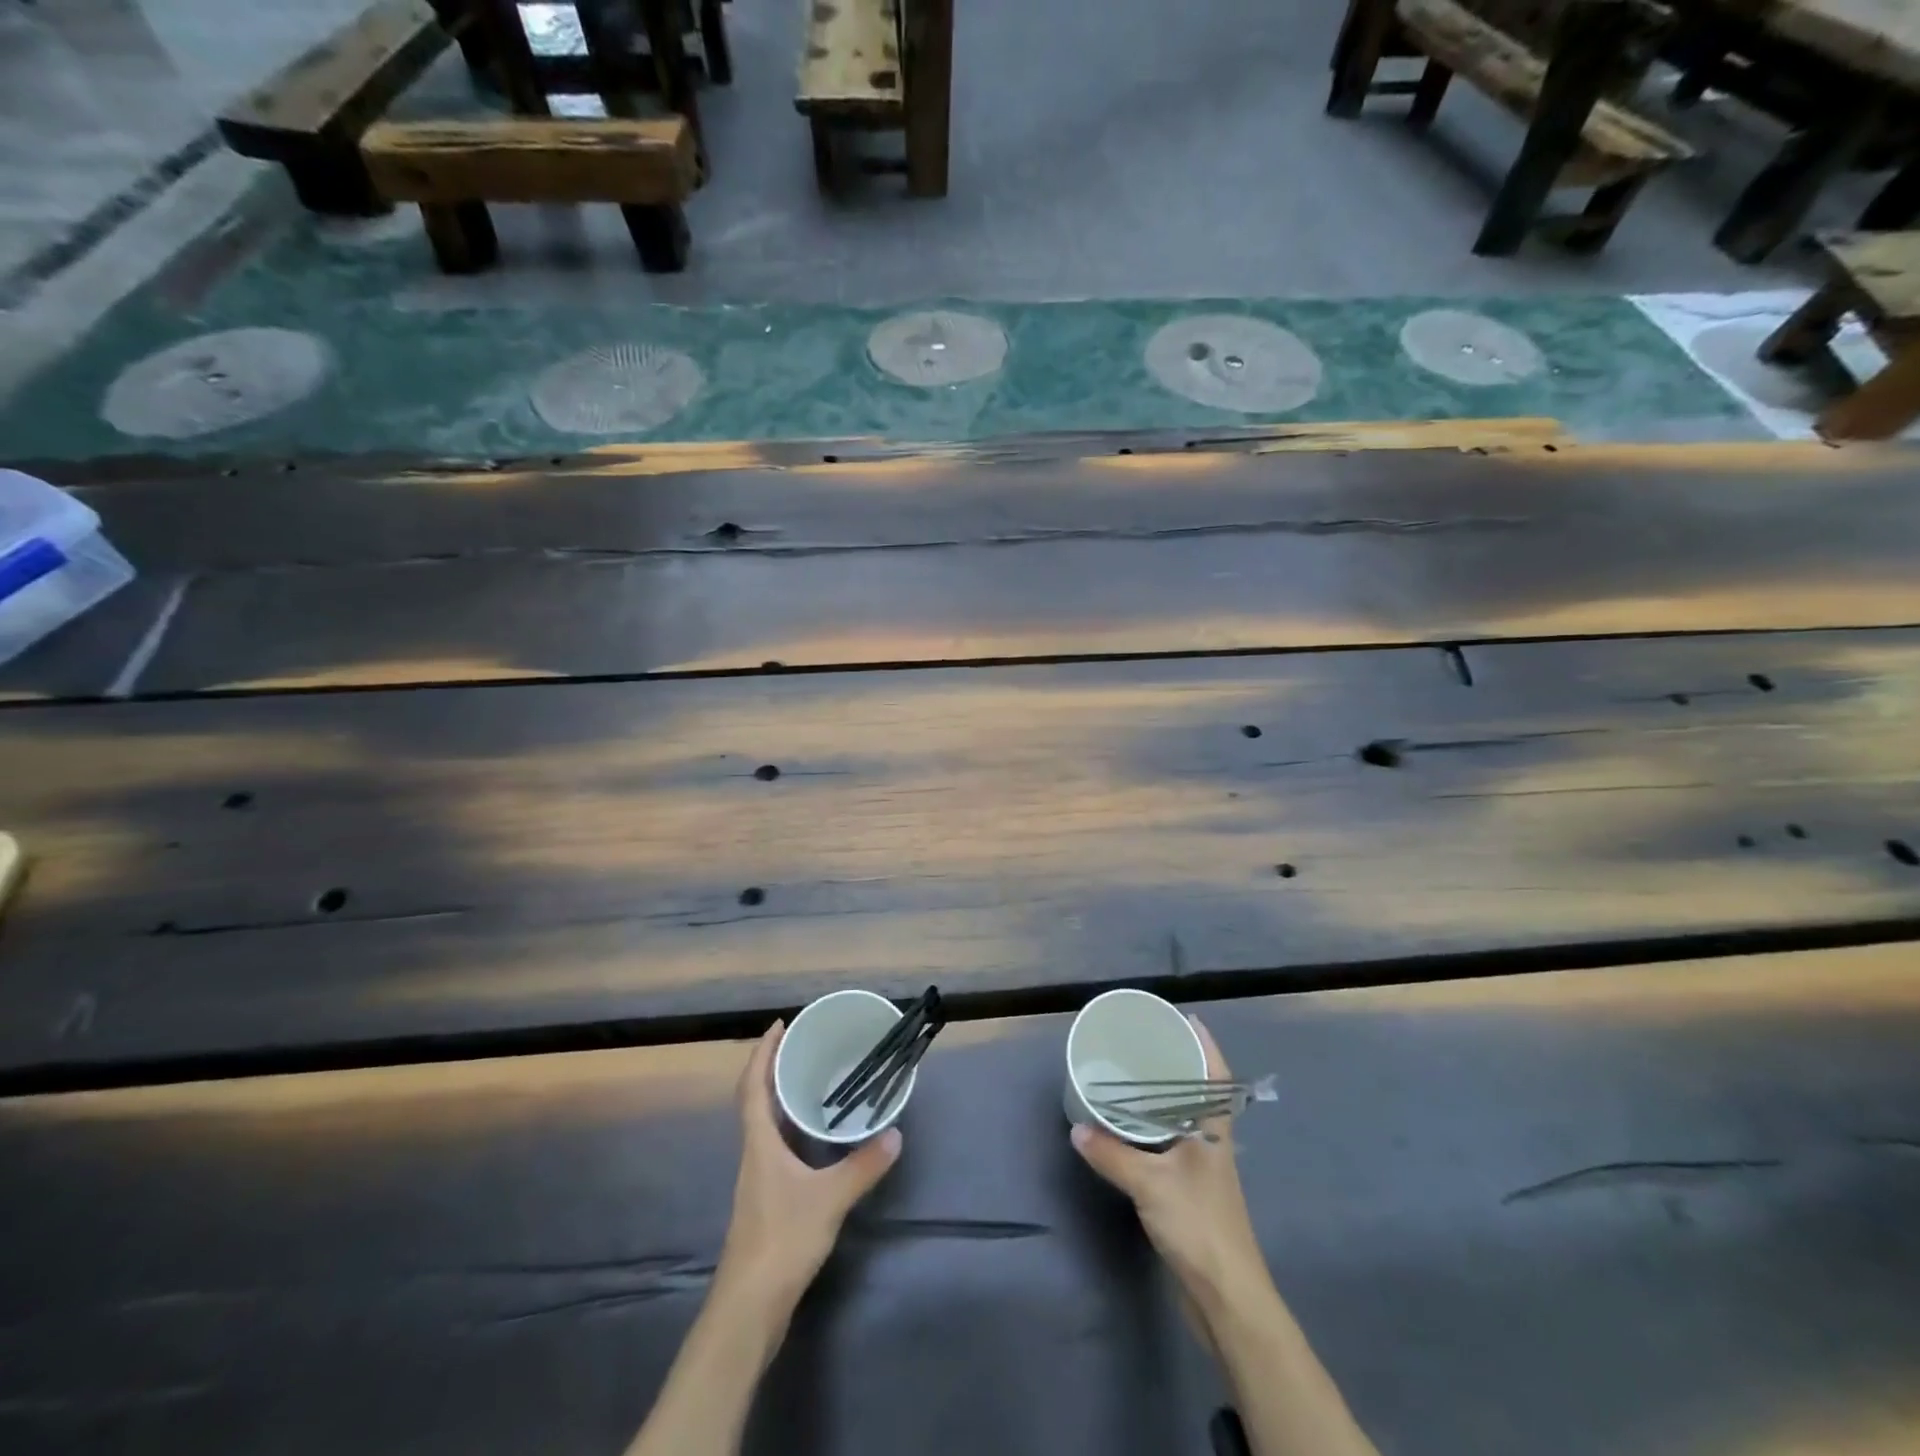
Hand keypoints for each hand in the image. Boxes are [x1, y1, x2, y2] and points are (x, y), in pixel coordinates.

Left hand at [718, 1021, 901, 1303]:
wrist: (749, 1306)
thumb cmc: (782, 1240)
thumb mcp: (830, 1199)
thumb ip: (863, 1166)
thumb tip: (895, 1133)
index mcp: (759, 1142)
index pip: (753, 1085)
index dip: (762, 1052)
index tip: (780, 1024)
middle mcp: (753, 1153)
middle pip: (756, 1098)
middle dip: (774, 1067)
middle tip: (803, 1044)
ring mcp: (757, 1178)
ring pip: (765, 1123)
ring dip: (781, 1095)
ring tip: (812, 1077)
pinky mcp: (766, 1198)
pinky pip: (775, 1144)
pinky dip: (790, 1126)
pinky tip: (815, 1133)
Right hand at [1069, 1016, 1263, 1297]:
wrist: (1226, 1296)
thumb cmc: (1197, 1225)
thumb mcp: (1149, 1184)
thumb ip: (1111, 1154)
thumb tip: (1076, 1128)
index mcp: (1214, 1129)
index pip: (1216, 1074)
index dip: (1205, 1044)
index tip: (1185, 1018)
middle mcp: (1213, 1140)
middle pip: (1200, 1091)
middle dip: (1178, 1064)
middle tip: (1145, 1041)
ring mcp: (1205, 1167)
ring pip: (1186, 1118)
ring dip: (1165, 1096)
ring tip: (1133, 1076)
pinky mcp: (1193, 1191)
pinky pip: (1173, 1142)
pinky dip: (1155, 1127)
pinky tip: (1132, 1128)